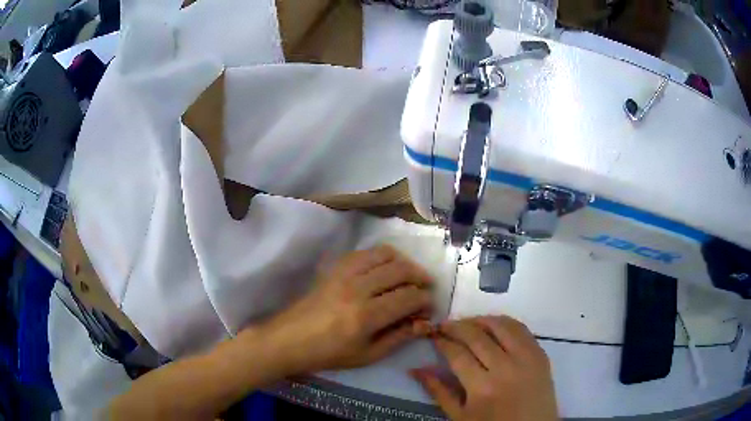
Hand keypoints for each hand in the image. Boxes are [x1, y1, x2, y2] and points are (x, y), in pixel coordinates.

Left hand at [259, 245, 434, 373]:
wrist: (290, 339)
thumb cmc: (329, 353)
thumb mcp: (367, 355)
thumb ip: (399, 337)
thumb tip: (424, 323)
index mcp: (366, 316)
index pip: (408, 297)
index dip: (425, 300)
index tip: (428, 306)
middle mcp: (357, 288)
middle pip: (400, 270)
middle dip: (420, 277)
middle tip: (425, 288)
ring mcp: (344, 274)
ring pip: (384, 254)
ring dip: (403, 262)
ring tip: (408, 275)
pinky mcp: (334, 268)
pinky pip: (364, 252)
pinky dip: (380, 256)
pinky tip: (384, 269)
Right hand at [412, 317, 557, 420]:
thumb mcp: (460, 416)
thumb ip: (439, 391)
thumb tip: (416, 369)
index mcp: (482, 388)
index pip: (457, 354)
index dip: (442, 341)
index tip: (433, 335)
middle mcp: (506, 368)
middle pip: (477, 335)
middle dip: (456, 326)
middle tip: (444, 325)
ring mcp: (527, 358)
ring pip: (501, 326)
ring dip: (480, 319)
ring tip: (467, 323)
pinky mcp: (541, 354)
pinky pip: (522, 329)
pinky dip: (505, 322)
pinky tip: (493, 326)